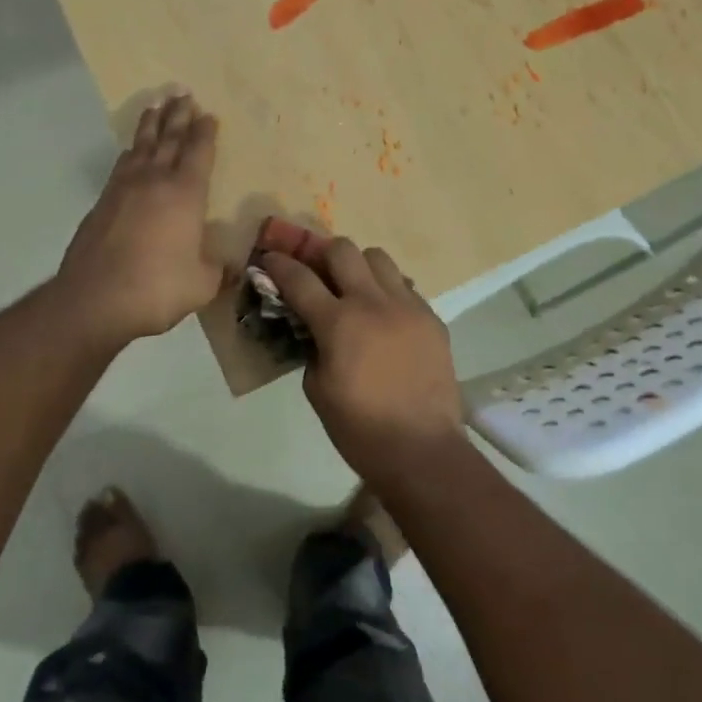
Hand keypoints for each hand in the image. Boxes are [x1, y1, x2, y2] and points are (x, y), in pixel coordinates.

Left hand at [56, 92, 222, 345]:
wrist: (94, 300)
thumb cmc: (157, 288)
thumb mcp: (202, 284)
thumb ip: (218, 271)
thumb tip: (230, 268)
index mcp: (185, 193)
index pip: (198, 152)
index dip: (205, 132)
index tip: (209, 115)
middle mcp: (154, 181)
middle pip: (169, 138)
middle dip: (179, 116)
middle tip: (183, 94)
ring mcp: (124, 189)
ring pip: (142, 146)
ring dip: (151, 125)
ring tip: (157, 106)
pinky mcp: (102, 203)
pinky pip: (122, 165)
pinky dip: (132, 150)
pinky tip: (132, 150)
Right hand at [262, 239, 464, 483]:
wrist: (422, 451)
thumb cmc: (360, 429)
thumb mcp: (317, 389)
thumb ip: (311, 347)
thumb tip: (313, 327)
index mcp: (338, 322)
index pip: (300, 278)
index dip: (279, 264)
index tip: (269, 258)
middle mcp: (373, 303)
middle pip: (342, 249)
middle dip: (321, 254)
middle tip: (315, 271)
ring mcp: (407, 306)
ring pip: (378, 258)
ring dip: (359, 266)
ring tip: (354, 289)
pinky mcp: (432, 318)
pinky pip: (405, 286)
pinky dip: (387, 291)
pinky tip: (384, 317)